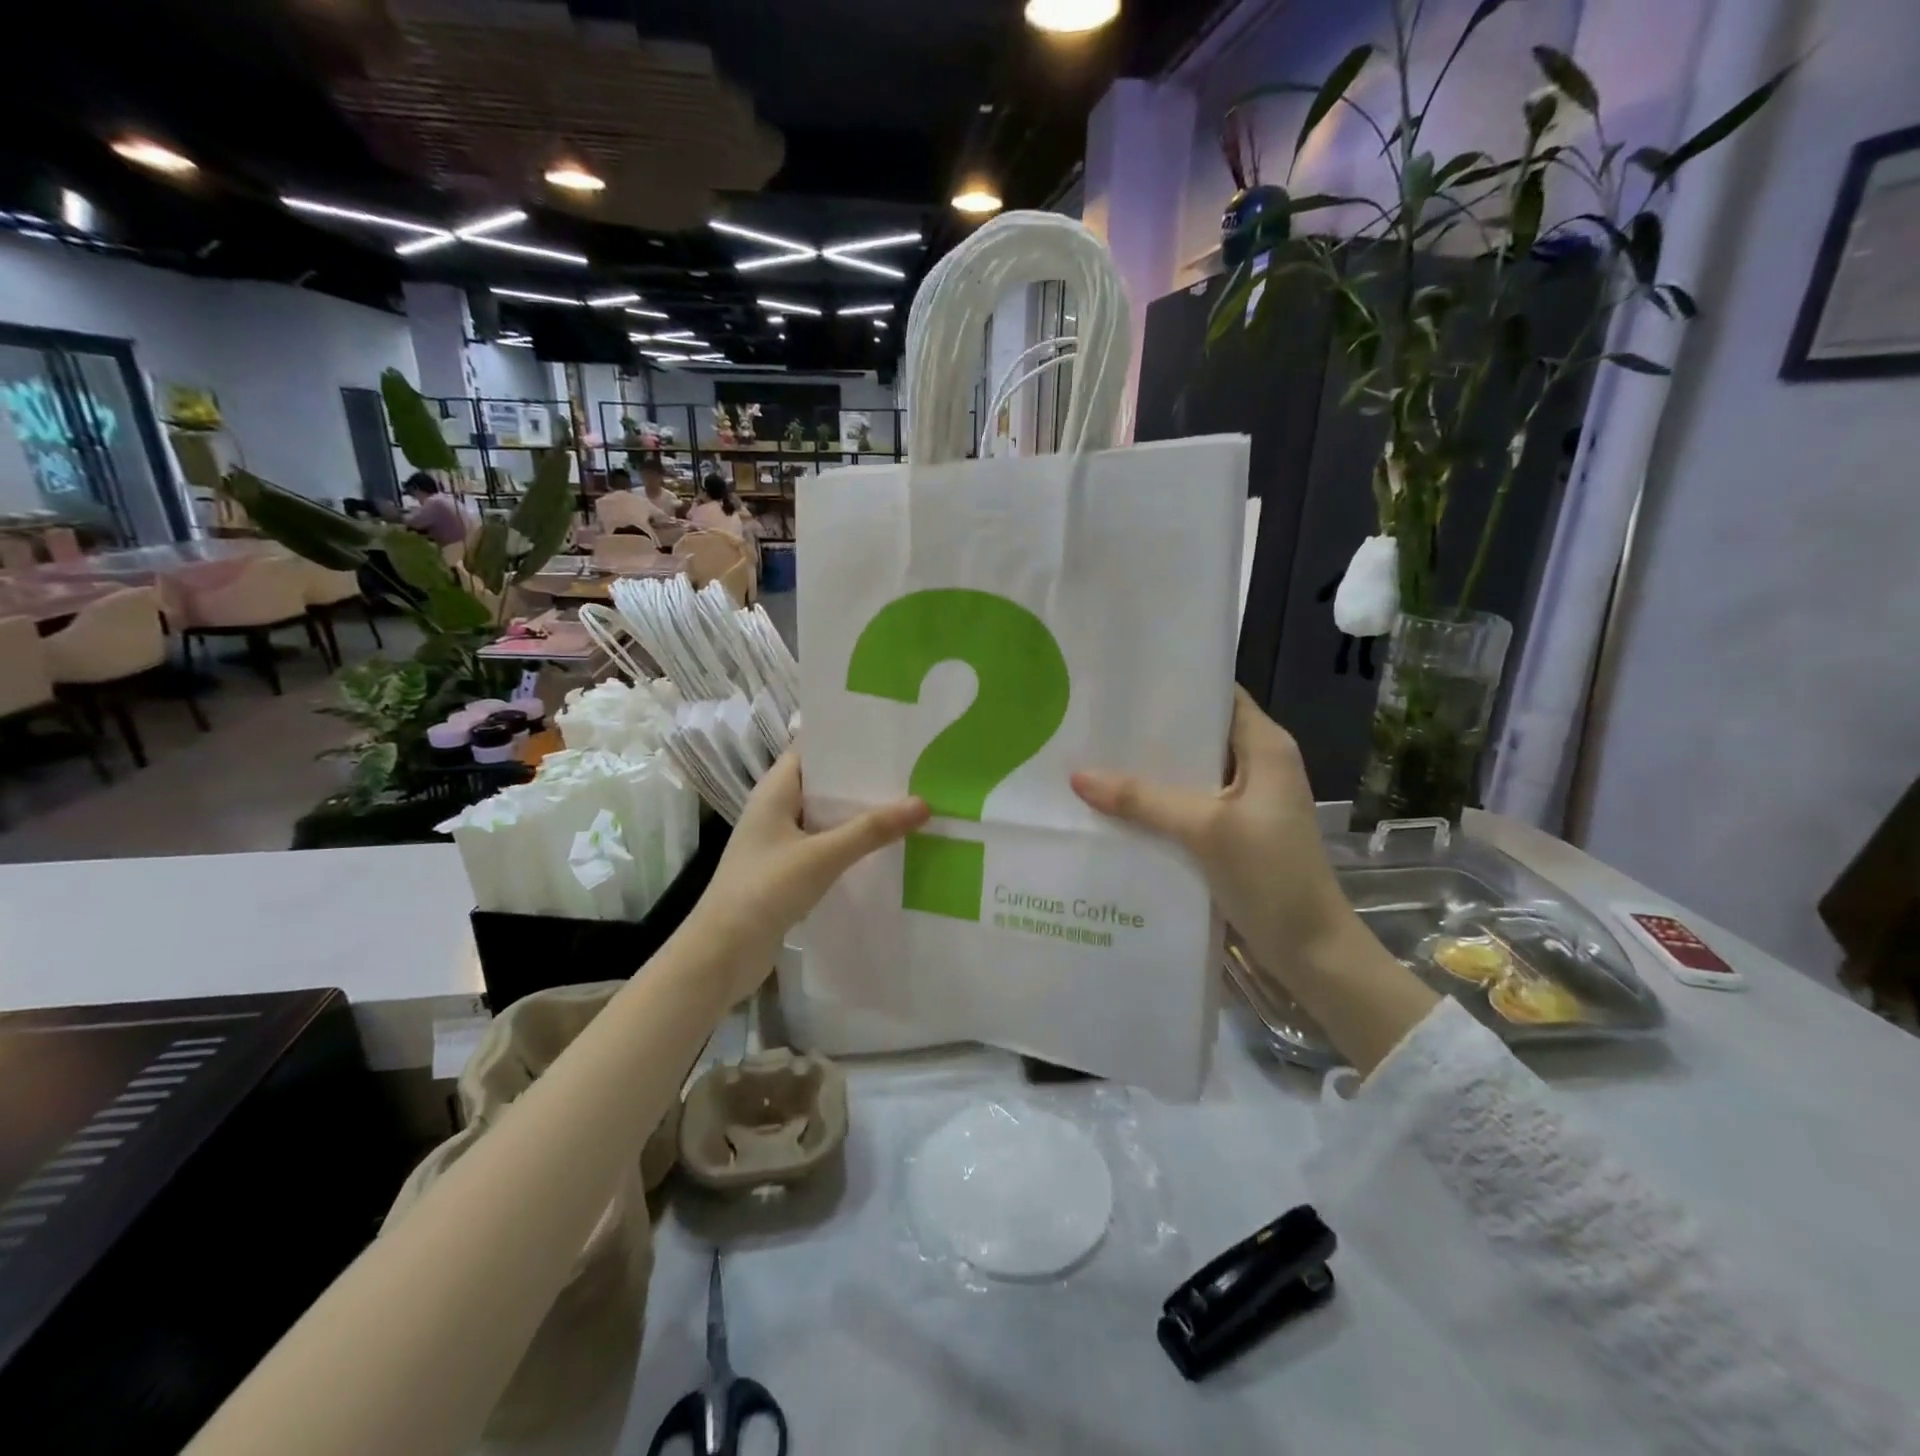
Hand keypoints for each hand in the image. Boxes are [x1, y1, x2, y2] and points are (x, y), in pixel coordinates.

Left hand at [685, 753, 928, 999]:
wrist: (721, 954)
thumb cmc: (764, 890)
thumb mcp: (822, 855)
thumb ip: (871, 829)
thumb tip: (923, 803)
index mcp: (774, 791)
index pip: (812, 750)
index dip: (846, 740)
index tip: (889, 736)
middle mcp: (775, 810)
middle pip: (824, 785)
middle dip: (862, 780)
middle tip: (912, 772)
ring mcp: (779, 842)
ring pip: (826, 818)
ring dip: (858, 815)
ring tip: (907, 805)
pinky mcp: (786, 871)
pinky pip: (824, 847)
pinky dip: (849, 845)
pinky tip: (882, 850)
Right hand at [1071, 687, 1348, 963]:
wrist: (1310, 949)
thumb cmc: (1270, 874)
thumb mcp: (1205, 829)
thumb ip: (1142, 800)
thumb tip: (1078, 777)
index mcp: (1266, 746)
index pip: (1218, 695)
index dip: (1176, 685)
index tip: (1125, 681)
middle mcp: (1257, 764)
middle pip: (1198, 733)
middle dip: (1151, 730)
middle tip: (1095, 721)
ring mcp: (1246, 800)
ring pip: (1190, 771)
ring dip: (1150, 770)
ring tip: (1094, 757)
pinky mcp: (1233, 830)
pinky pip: (1189, 803)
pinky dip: (1158, 801)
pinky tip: (1116, 804)